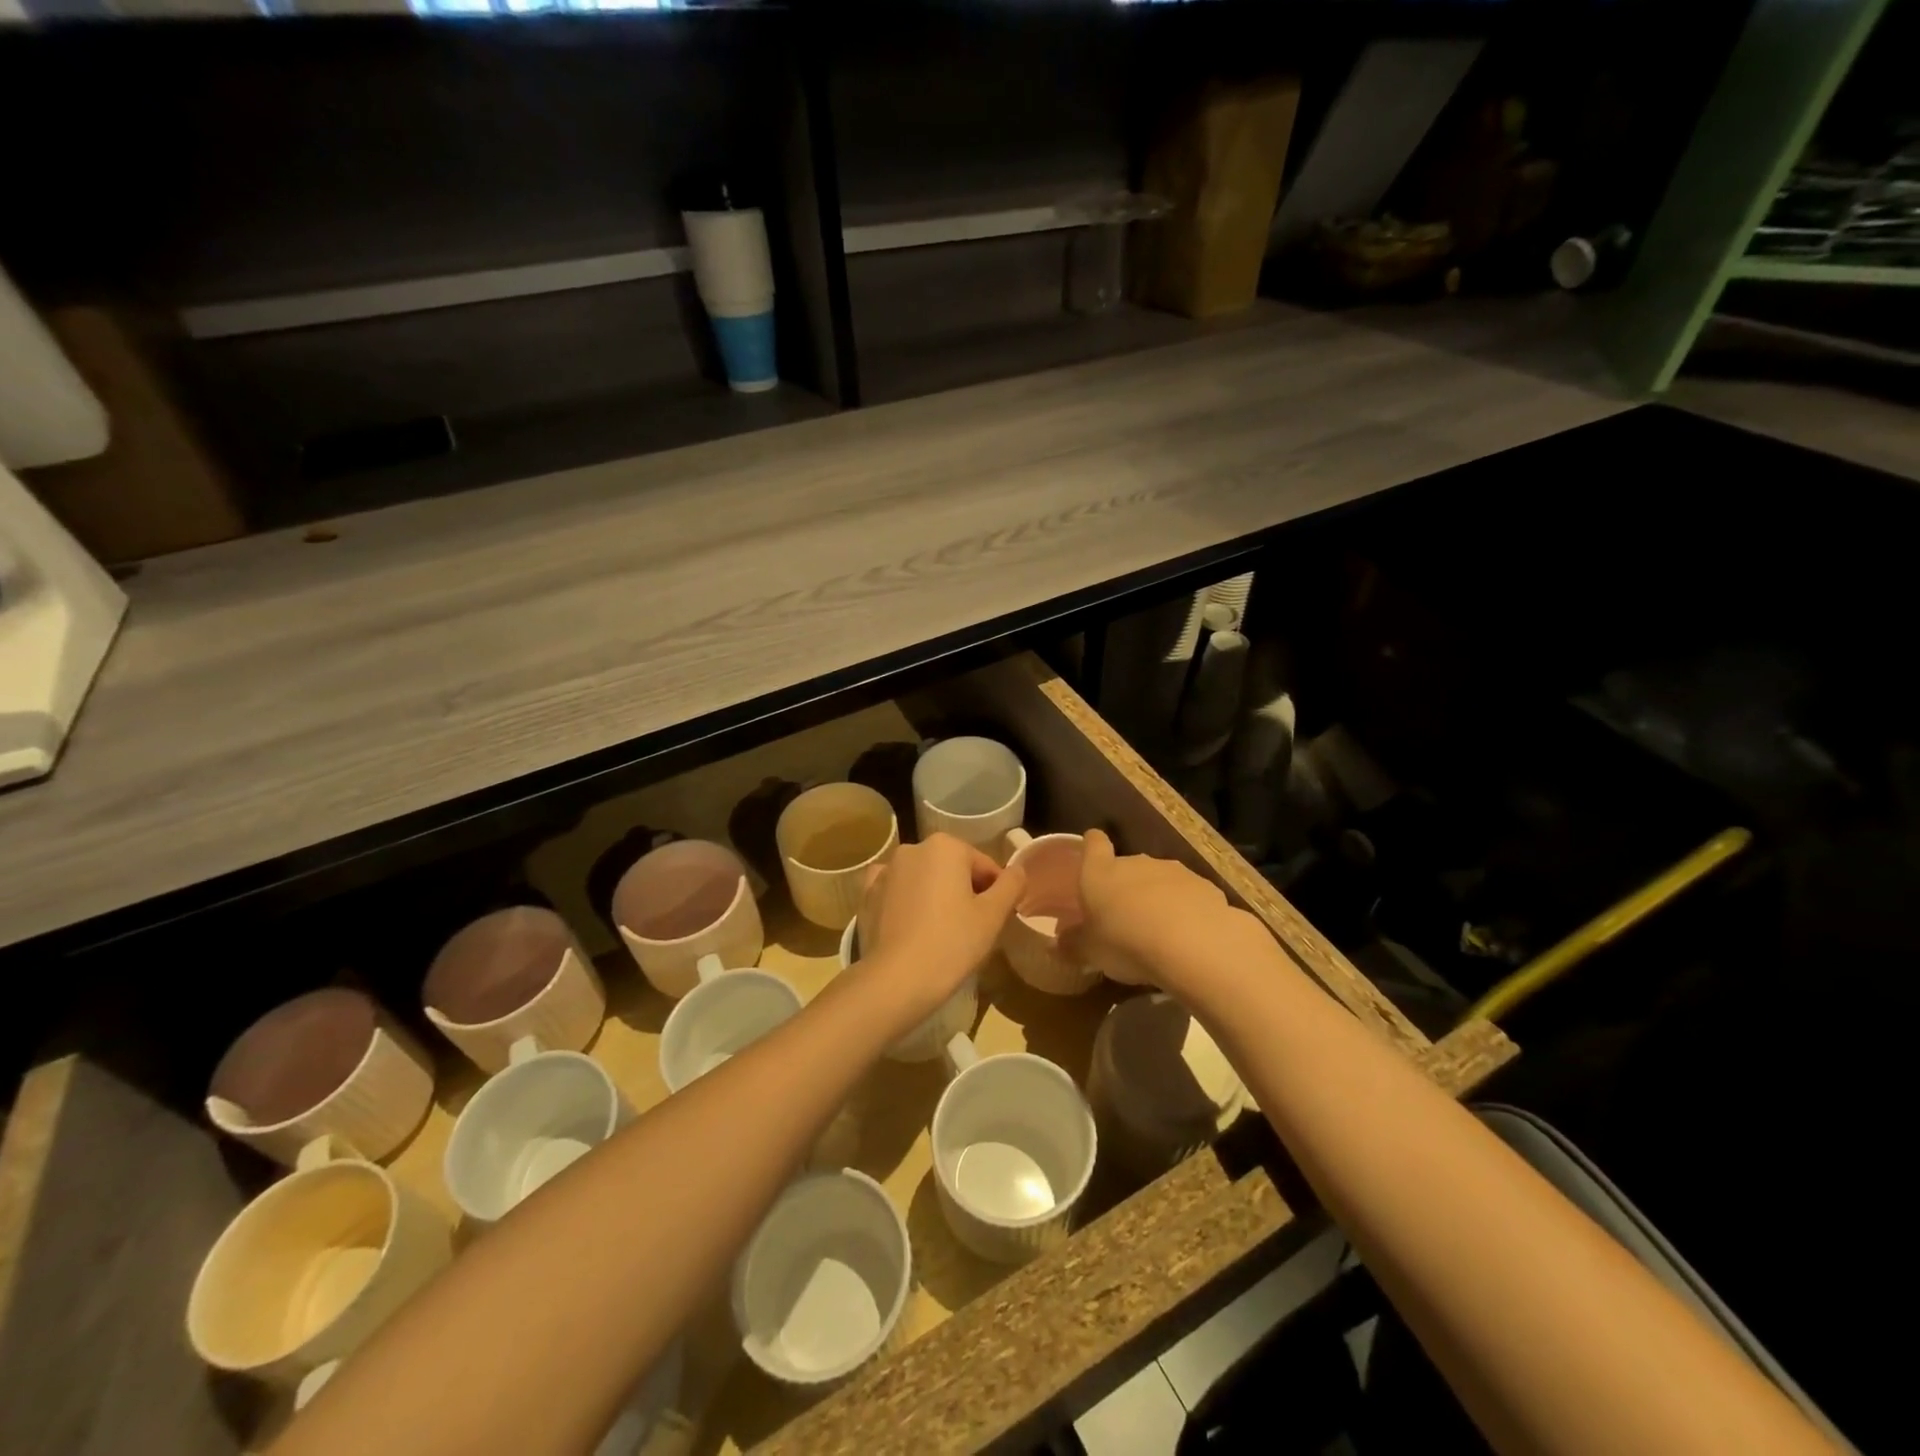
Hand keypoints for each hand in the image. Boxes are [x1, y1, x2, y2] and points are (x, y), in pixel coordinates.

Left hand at [854, 833, 1026, 1029]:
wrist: (896, 979)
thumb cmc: (952, 942)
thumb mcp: (994, 915)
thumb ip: (1011, 886)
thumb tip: (1017, 871)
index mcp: (946, 846)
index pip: (984, 866)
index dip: (996, 893)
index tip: (997, 920)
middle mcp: (912, 848)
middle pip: (952, 869)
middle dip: (964, 892)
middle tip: (972, 929)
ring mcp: (885, 871)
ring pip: (923, 880)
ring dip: (935, 896)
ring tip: (941, 932)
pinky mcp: (867, 895)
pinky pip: (896, 892)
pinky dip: (906, 903)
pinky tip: (912, 926)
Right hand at [1061, 830, 1273, 992]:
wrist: (1192, 943)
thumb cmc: (1125, 942)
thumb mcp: (1089, 952)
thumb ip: (1072, 945)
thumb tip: (1058, 943)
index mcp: (1100, 872)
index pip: (1093, 843)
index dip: (1092, 847)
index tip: (1091, 855)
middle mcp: (1135, 862)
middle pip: (1127, 866)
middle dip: (1125, 886)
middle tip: (1123, 918)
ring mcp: (1173, 871)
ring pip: (1159, 880)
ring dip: (1157, 899)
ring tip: (1158, 933)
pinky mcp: (1205, 886)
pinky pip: (1188, 896)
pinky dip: (1186, 911)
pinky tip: (1188, 938)